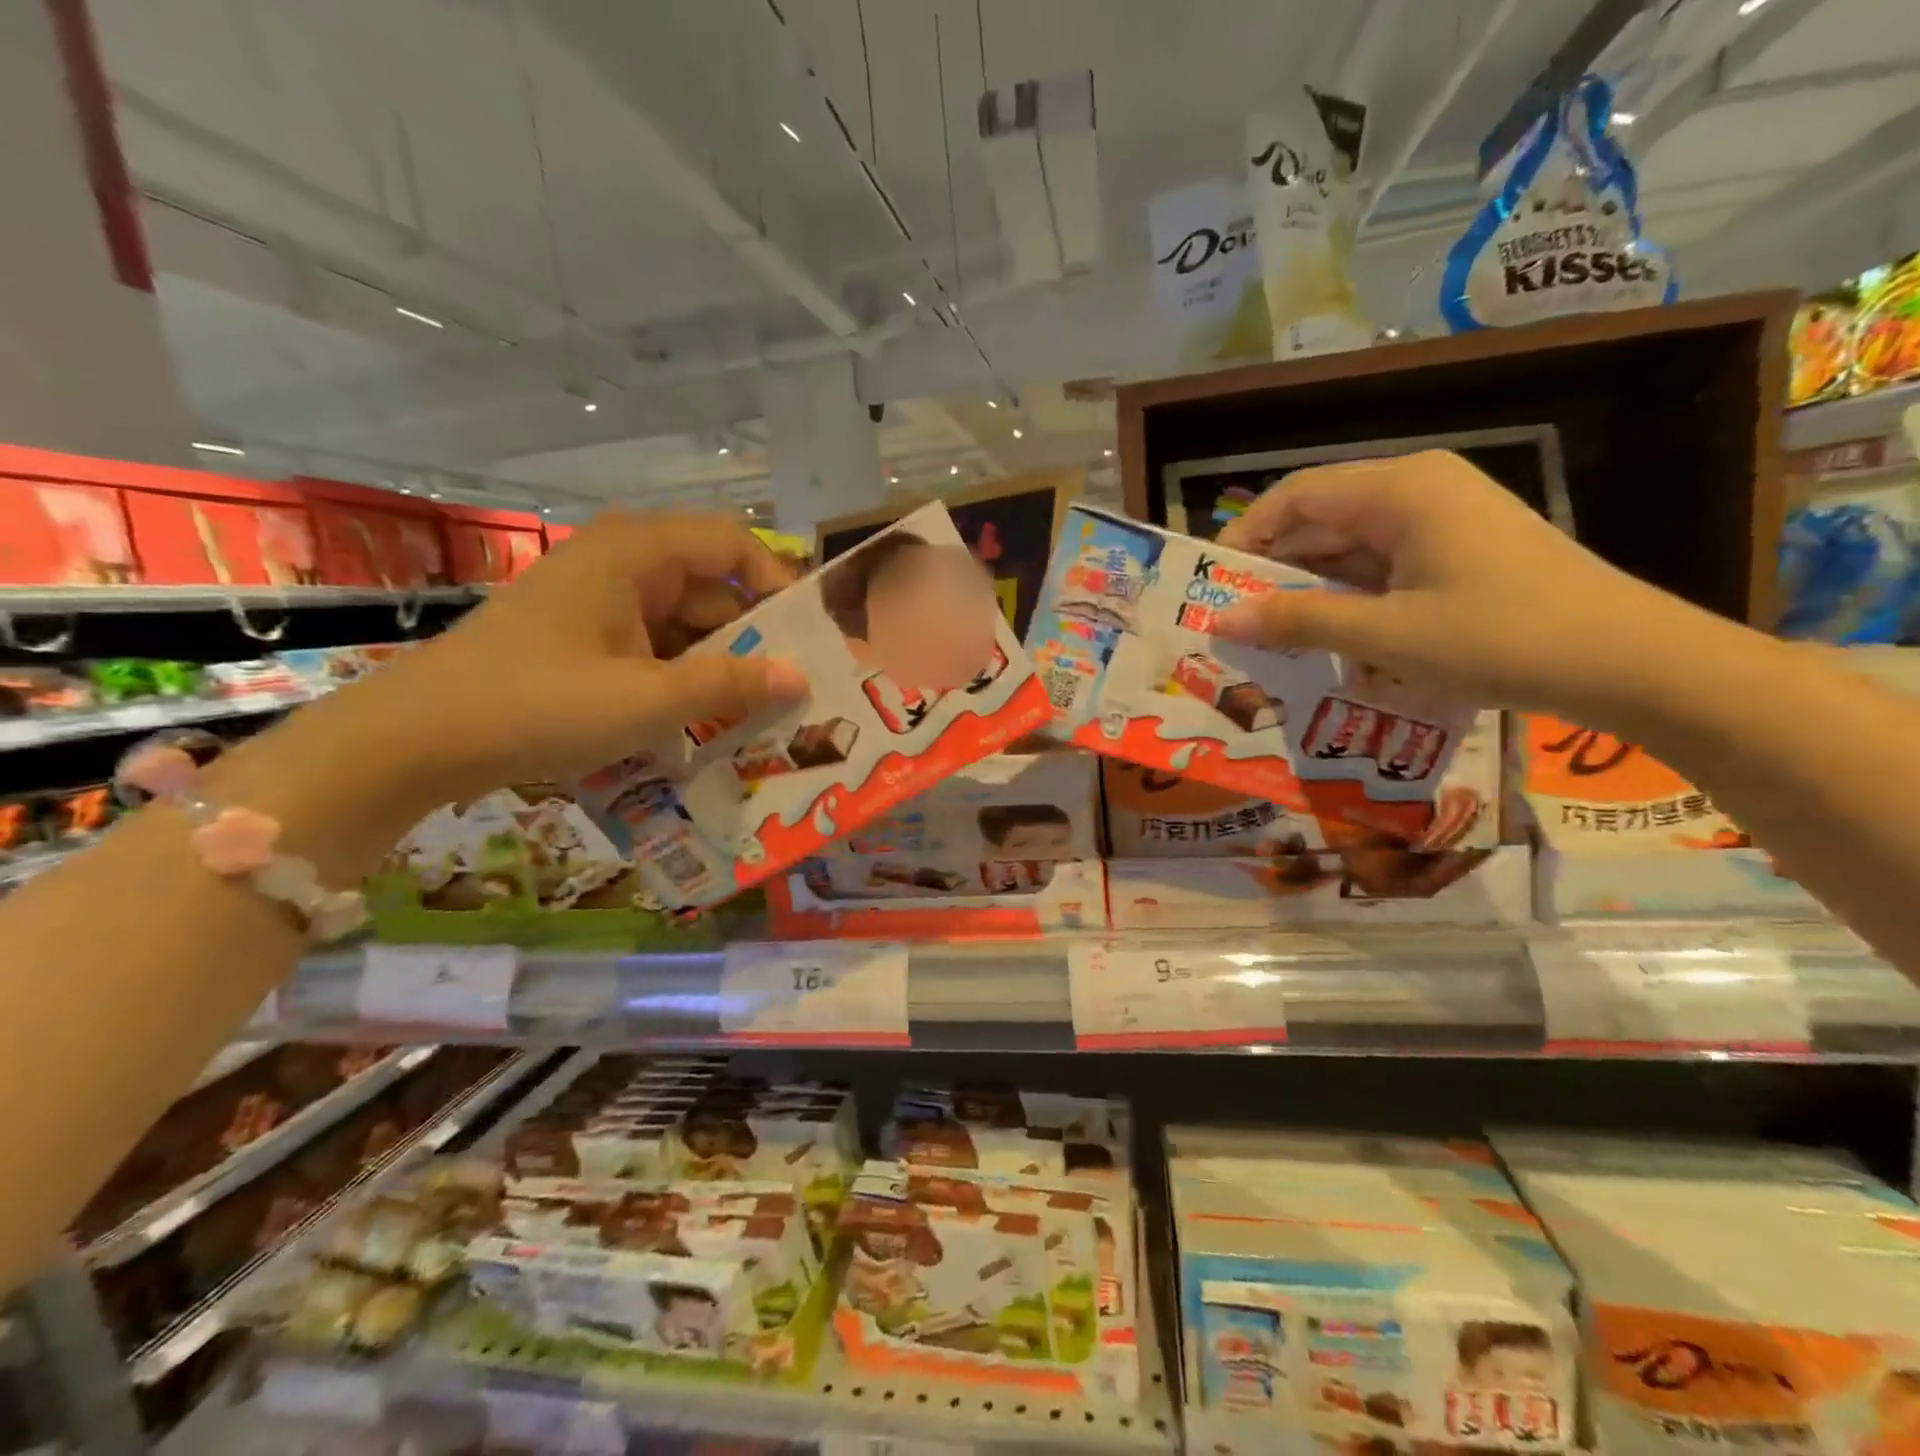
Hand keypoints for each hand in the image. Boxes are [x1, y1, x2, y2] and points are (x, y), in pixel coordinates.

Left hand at [352, 513, 808, 802]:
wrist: (415, 740)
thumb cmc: (537, 704)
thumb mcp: (647, 699)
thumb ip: (731, 684)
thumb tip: (800, 678)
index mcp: (635, 552)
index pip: (733, 544)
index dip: (778, 584)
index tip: (809, 638)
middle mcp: (622, 564)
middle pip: (713, 588)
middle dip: (754, 639)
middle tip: (794, 692)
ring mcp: (601, 603)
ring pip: (687, 625)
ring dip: (720, 667)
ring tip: (759, 716)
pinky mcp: (586, 638)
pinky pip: (656, 648)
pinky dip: (683, 680)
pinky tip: (704, 722)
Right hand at [1213, 451, 1696, 718]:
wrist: (1633, 663)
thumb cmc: (1502, 637)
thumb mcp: (1386, 634)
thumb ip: (1298, 622)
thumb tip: (1221, 622)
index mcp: (1400, 489)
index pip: (1296, 496)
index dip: (1245, 537)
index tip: (1212, 587)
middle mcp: (1419, 491)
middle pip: (1322, 520)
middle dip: (1274, 570)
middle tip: (1233, 621)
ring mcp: (1445, 522)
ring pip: (1351, 548)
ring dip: (1311, 591)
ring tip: (1270, 637)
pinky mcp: (1461, 554)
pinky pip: (1384, 568)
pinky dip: (1350, 600)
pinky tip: (1329, 639)